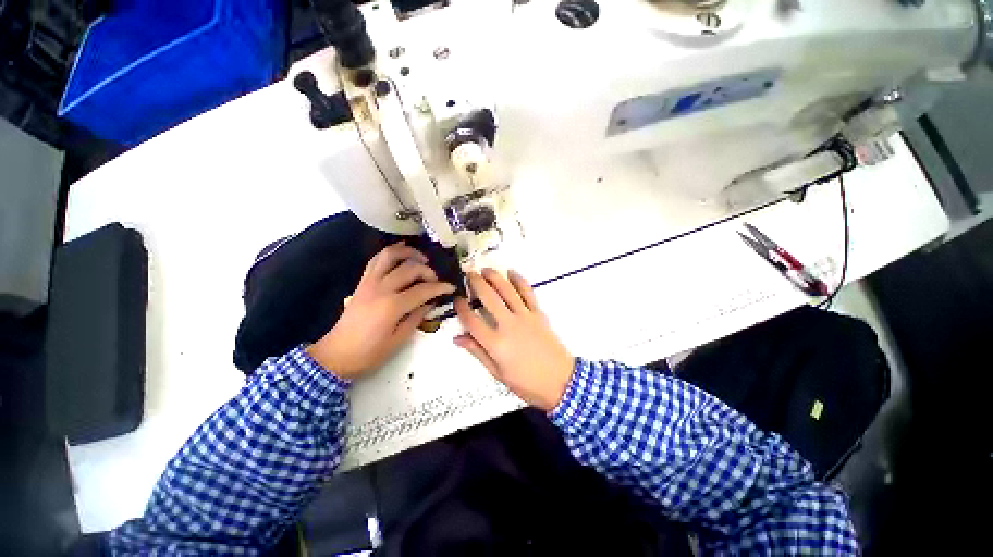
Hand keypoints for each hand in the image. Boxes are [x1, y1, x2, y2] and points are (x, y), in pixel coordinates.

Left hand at [307, 242, 454, 378]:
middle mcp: (381, 288)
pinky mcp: (362, 282)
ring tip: (420, 259)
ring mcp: (369, 282)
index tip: (450, 288)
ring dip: (408, 253)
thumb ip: (414, 319)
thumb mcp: (397, 341)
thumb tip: (429, 304)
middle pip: (409, 268)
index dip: (439, 287)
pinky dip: (389, 253)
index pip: (422, 290)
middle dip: (427, 271)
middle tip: (436, 280)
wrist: (339, 352)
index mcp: (392, 306)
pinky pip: (376, 260)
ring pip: (390, 255)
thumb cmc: (369, 353)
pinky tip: (400, 254)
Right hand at [454, 269, 574, 411]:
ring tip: (485, 270)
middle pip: (488, 298)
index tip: (456, 300)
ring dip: (494, 277)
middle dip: (476, 284)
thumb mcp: (498, 373)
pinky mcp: (540, 315)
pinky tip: (511, 273)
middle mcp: (508, 326)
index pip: (472, 320)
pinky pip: (528, 293)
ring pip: (507, 291)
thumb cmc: (527, 384)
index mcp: (495, 344)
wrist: (561, 382)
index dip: (461, 308)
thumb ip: (478, 352)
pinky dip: (519, 281)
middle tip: (467, 276)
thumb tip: (458, 339)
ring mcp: (525, 318)